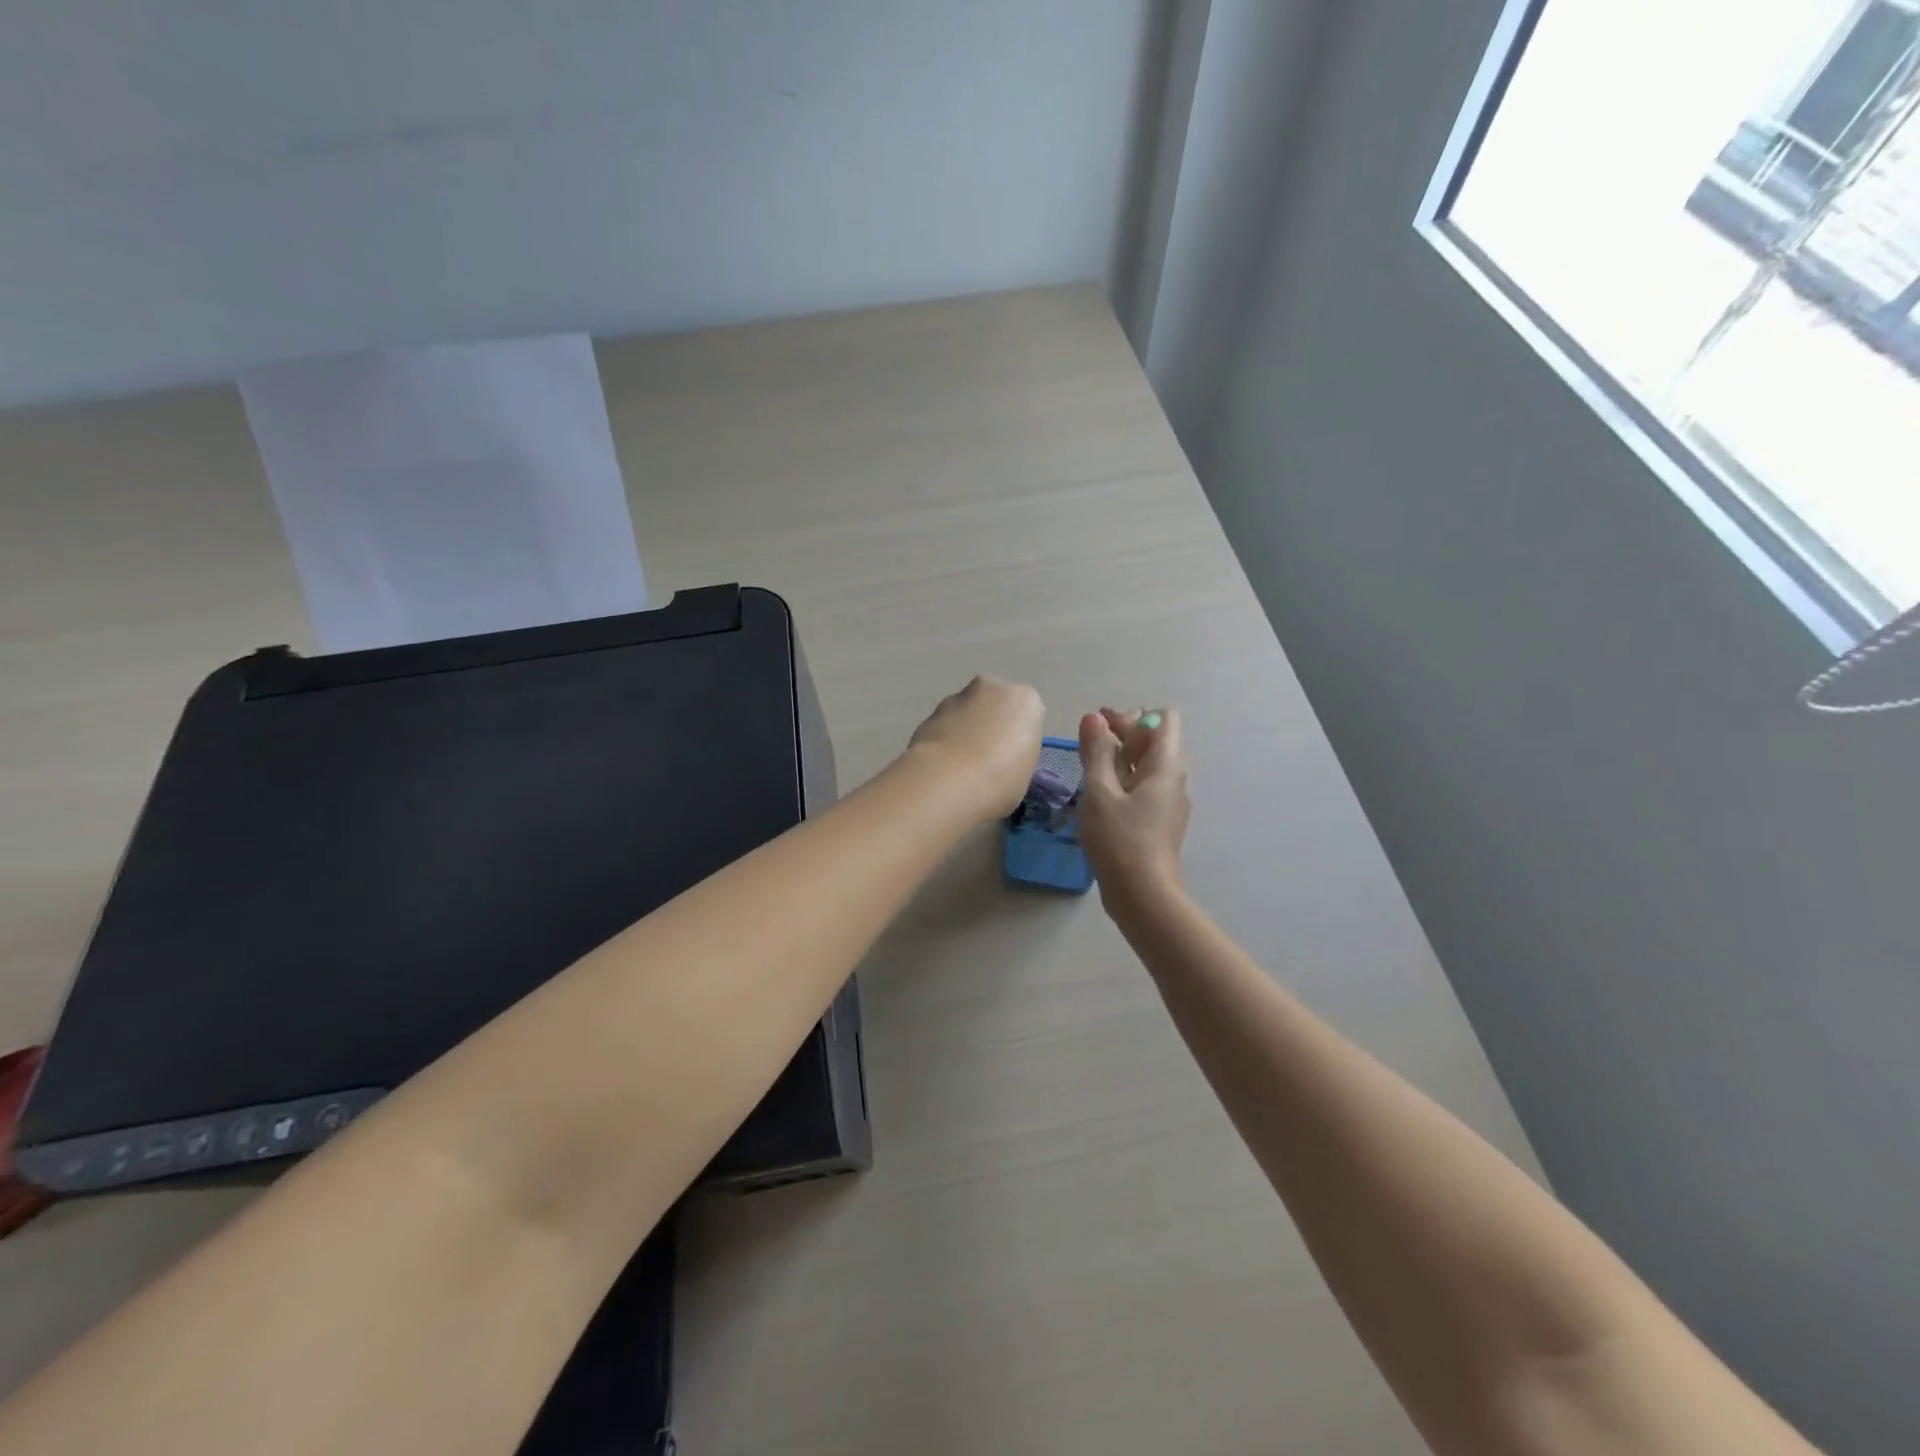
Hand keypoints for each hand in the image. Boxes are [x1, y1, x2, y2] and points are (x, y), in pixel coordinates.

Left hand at [907, 675, 1044, 820]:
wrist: (946, 782)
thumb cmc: (1000, 780)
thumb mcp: (1025, 772)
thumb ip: (1016, 754)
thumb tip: (1001, 757)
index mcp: (1024, 700)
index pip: (1027, 714)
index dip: (1019, 738)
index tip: (1013, 760)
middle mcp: (991, 688)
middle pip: (994, 704)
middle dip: (990, 724)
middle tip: (987, 759)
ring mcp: (955, 698)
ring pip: (966, 712)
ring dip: (965, 731)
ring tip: (960, 768)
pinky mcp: (928, 714)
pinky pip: (943, 727)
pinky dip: (943, 741)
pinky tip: (941, 767)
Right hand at [1077, 707, 1189, 909]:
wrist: (1143, 897)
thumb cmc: (1120, 840)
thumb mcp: (1100, 792)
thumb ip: (1097, 752)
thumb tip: (1094, 718)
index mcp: (1166, 766)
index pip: (1162, 718)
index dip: (1131, 717)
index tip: (1100, 733)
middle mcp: (1175, 780)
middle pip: (1155, 740)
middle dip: (1121, 736)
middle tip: (1088, 750)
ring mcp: (1170, 803)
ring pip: (1148, 767)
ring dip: (1119, 761)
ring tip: (1090, 775)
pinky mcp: (1160, 823)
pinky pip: (1144, 789)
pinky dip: (1123, 783)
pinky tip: (1100, 800)